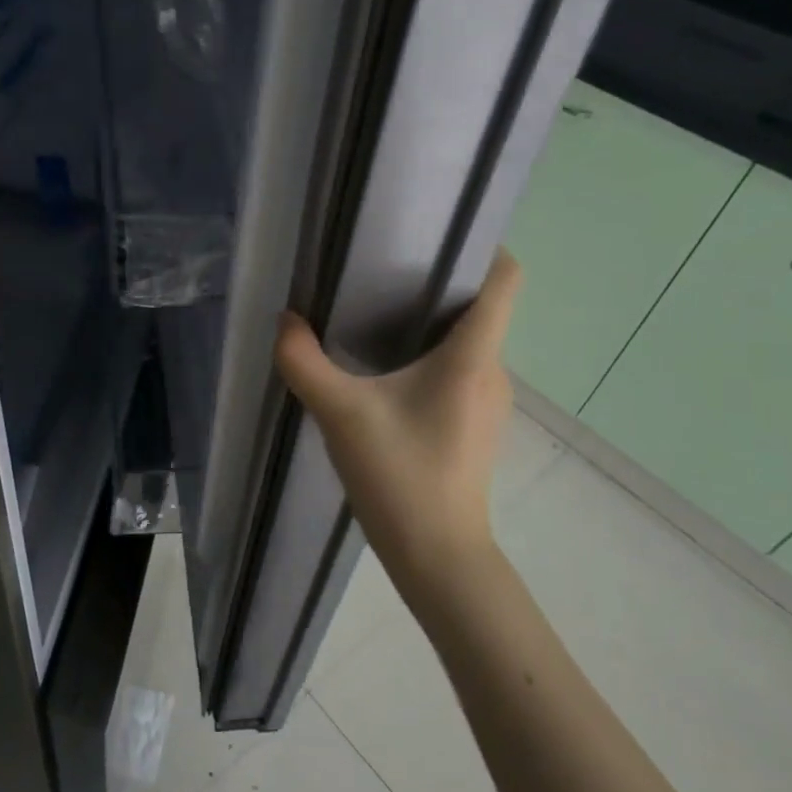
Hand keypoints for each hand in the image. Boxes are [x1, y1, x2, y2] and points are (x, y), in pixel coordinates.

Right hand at [274, 250, 522, 595]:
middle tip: (383, 269)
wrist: (438, 557)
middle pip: (480, 305)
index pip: (505, 279)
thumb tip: (285, 320)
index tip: (435, 234)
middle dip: (438, 280)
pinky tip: (386, 369)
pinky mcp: (474, 423)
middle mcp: (492, 370)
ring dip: (431, 321)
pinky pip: (459, 368)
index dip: (483, 246)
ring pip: (468, 339)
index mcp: (473, 356)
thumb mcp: (341, 414)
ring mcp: (488, 400)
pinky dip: (430, 355)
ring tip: (377, 312)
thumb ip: (304, 362)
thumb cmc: (400, 476)